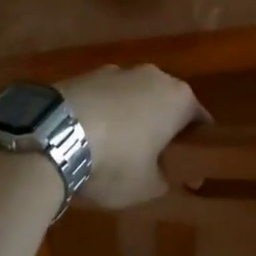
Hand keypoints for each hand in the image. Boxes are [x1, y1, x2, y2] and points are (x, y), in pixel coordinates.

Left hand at [58, 65, 207, 208]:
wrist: (54, 133)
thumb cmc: (116, 161)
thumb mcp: (149, 186)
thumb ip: (168, 178)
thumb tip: (172, 173)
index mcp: (178, 98)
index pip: (200, 120)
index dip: (197, 147)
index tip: (189, 171)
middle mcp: (153, 75)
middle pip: (167, 102)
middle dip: (164, 127)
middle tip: (154, 159)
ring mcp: (117, 70)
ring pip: (134, 96)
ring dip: (132, 117)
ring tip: (117, 148)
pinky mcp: (85, 74)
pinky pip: (105, 96)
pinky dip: (105, 112)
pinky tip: (90, 136)